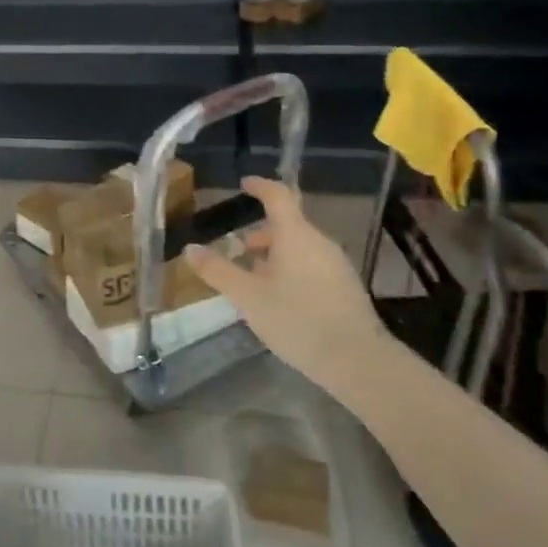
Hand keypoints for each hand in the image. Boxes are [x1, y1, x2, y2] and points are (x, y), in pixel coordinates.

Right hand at [185, 178, 387, 387]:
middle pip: (288, 225)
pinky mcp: (346, 288)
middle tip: (237, 250)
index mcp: (296, 235)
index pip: (278, 196)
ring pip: (300, 248)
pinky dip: (291, 270)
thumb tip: (190, 248)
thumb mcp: (247, 297)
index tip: (244, 185)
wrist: (358, 362)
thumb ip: (217, 271)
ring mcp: (337, 265)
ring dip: (275, 255)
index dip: (260, 187)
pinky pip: (312, 266)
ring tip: (254, 280)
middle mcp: (319, 242)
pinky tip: (280, 300)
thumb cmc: (297, 320)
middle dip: (261, 234)